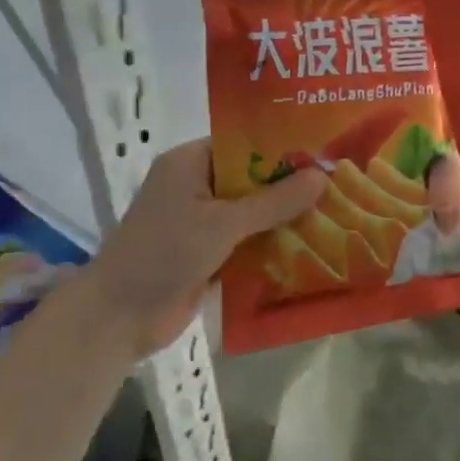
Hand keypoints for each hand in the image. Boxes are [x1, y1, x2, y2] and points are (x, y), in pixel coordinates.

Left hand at [86, 138, 326, 356]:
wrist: (119, 318)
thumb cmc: (166, 254)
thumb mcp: (224, 223)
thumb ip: (275, 201)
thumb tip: (322, 176)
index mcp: (190, 163)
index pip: (244, 142)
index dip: (283, 146)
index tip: (324, 150)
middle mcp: (196, 186)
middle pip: (253, 177)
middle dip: (291, 184)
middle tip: (340, 181)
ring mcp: (202, 221)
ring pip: (254, 211)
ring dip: (286, 216)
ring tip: (336, 211)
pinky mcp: (209, 252)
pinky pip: (249, 239)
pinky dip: (273, 242)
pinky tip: (313, 244)